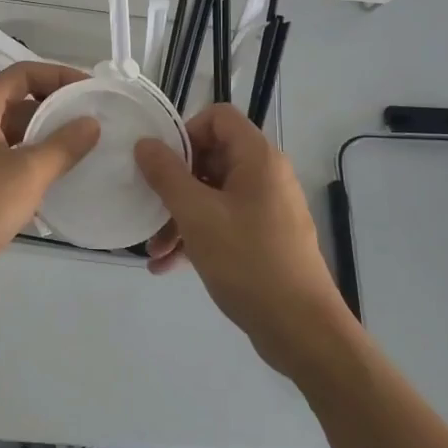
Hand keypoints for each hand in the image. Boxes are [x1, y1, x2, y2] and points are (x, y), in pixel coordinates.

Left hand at [0, 62, 99, 312]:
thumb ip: (63, 146)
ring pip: (14, 135)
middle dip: (56, 109)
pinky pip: (8, 163)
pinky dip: (33, 166)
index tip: (90, 90)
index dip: (58, 76)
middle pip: (18, 102)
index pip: (22, 74)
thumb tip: (91, 123)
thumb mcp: (27, 173)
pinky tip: (60, 183)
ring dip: (46, 139)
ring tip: (85, 151)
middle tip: (94, 123)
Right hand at [134, 104, 352, 375]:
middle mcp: (265, 175)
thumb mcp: (196, 215)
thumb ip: (166, 175)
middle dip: (174, 184)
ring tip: (154, 249)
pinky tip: (168, 265)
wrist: (302, 330)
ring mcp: (266, 208)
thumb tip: (145, 143)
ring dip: (179, 216)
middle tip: (149, 208)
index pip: (218, 117)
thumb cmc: (248, 262)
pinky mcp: (264, 237)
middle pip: (211, 157)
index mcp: (257, 158)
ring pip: (212, 194)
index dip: (185, 132)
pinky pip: (223, 222)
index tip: (161, 163)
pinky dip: (197, 236)